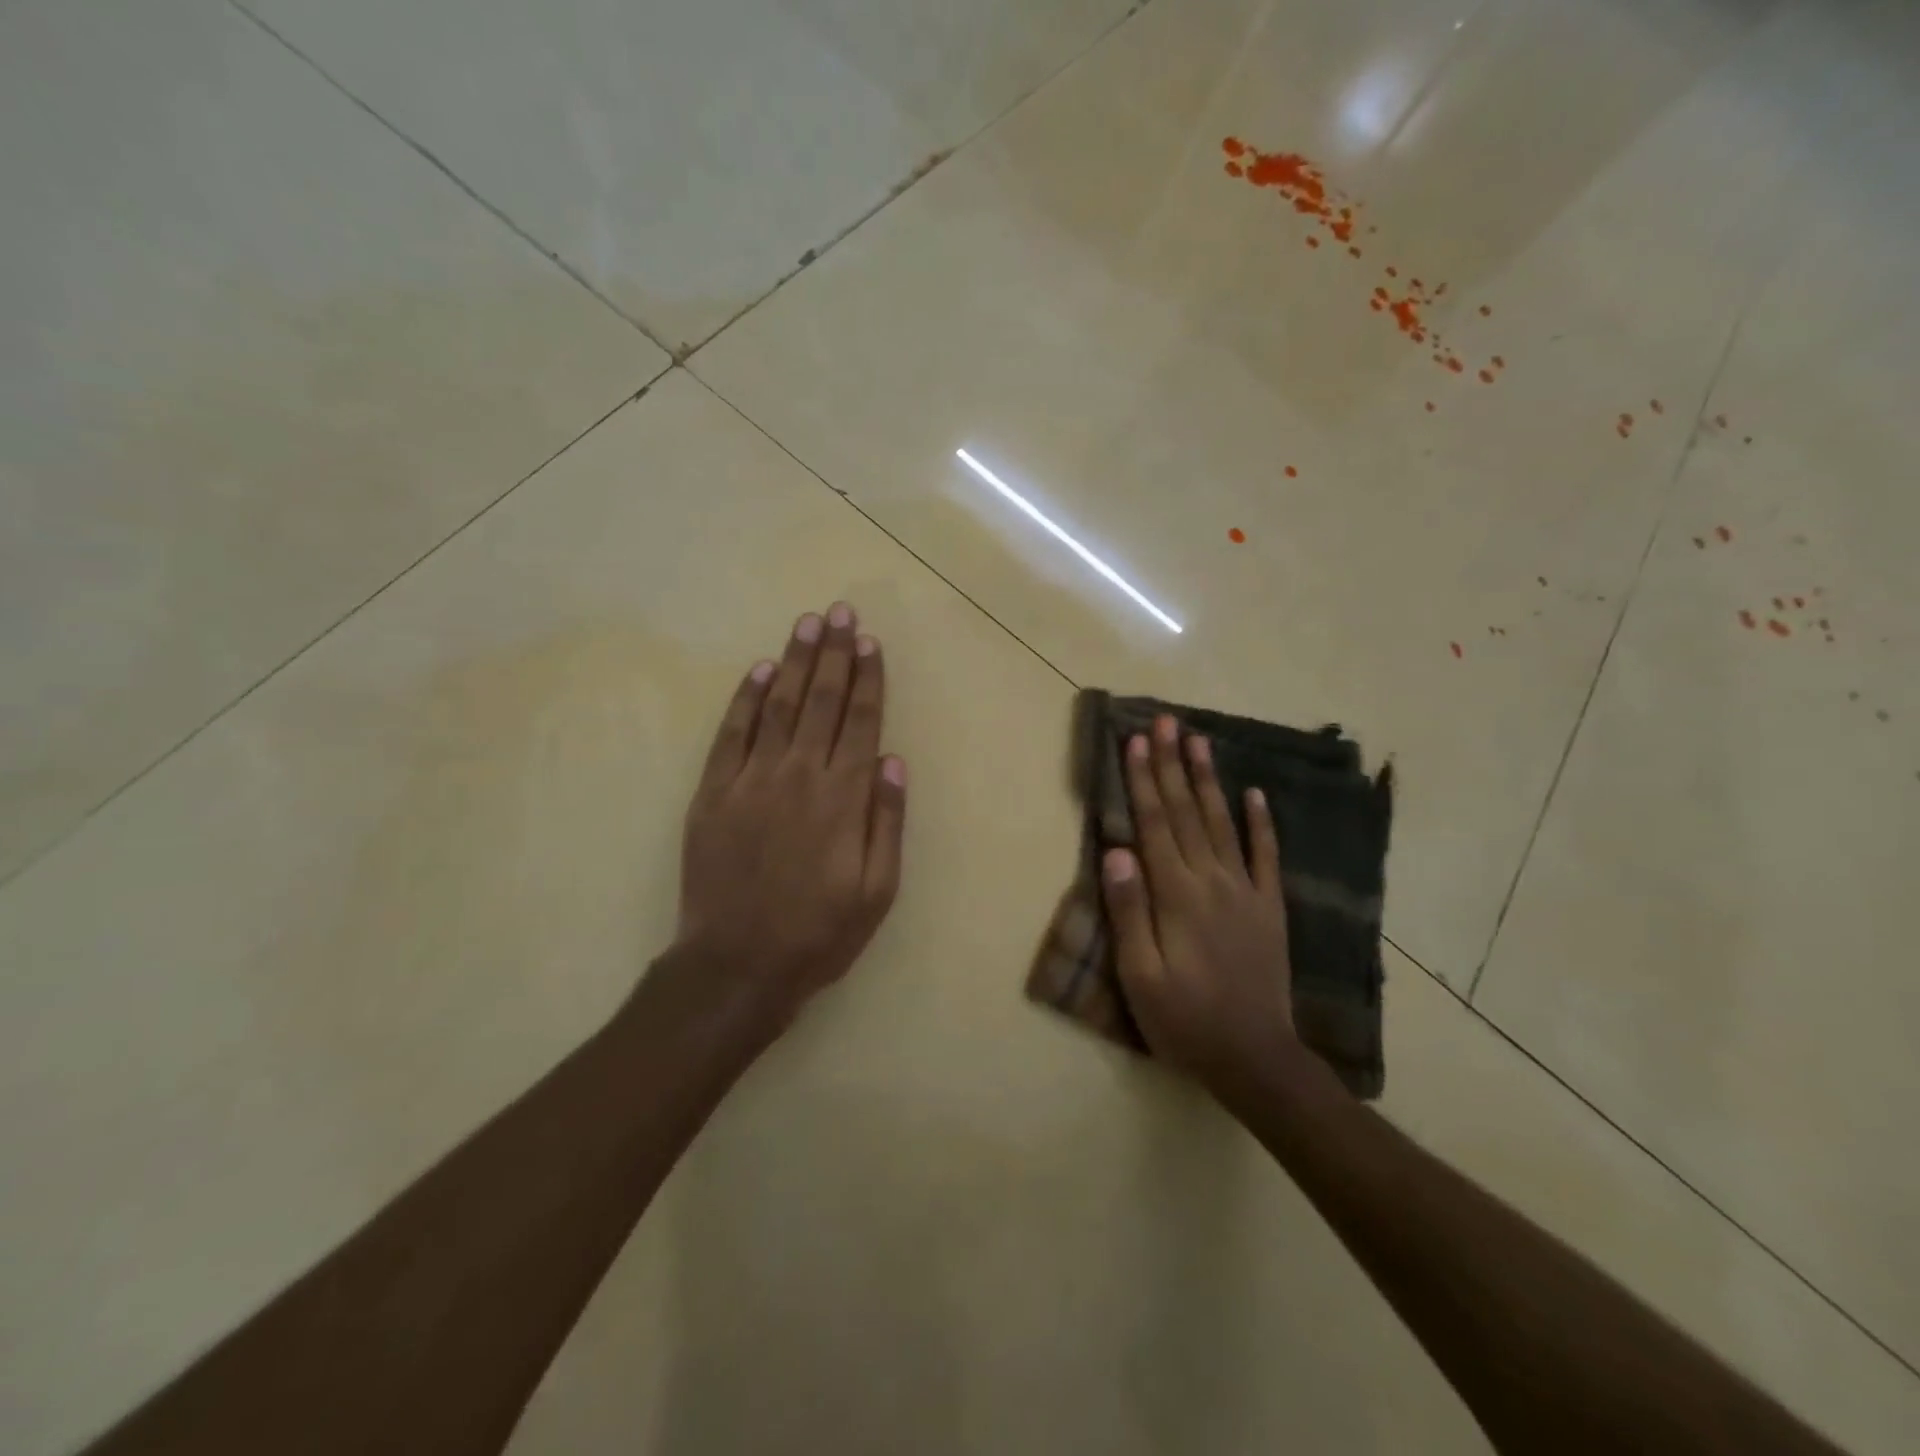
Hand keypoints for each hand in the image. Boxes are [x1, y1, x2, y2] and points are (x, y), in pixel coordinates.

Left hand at [675, 602, 906, 1026]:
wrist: (737, 966)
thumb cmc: (819, 933)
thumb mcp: (877, 890)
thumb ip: (887, 821)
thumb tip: (894, 760)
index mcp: (843, 799)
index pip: (860, 722)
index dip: (867, 679)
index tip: (870, 642)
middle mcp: (799, 776)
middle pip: (821, 702)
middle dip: (834, 654)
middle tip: (840, 613)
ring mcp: (750, 781)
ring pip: (778, 707)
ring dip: (794, 662)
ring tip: (807, 625)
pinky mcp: (713, 793)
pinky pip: (731, 735)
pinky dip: (746, 700)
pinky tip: (759, 672)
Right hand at [1101, 714, 1296, 1092]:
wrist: (1256, 1059)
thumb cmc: (1185, 1021)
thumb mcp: (1140, 975)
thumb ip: (1129, 909)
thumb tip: (1116, 849)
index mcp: (1177, 895)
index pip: (1154, 824)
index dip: (1143, 781)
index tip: (1135, 741)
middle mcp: (1212, 881)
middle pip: (1186, 812)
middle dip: (1172, 763)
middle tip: (1165, 721)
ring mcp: (1246, 891)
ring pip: (1222, 822)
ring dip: (1208, 779)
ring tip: (1199, 739)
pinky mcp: (1270, 907)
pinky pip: (1266, 855)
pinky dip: (1261, 822)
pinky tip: (1255, 792)